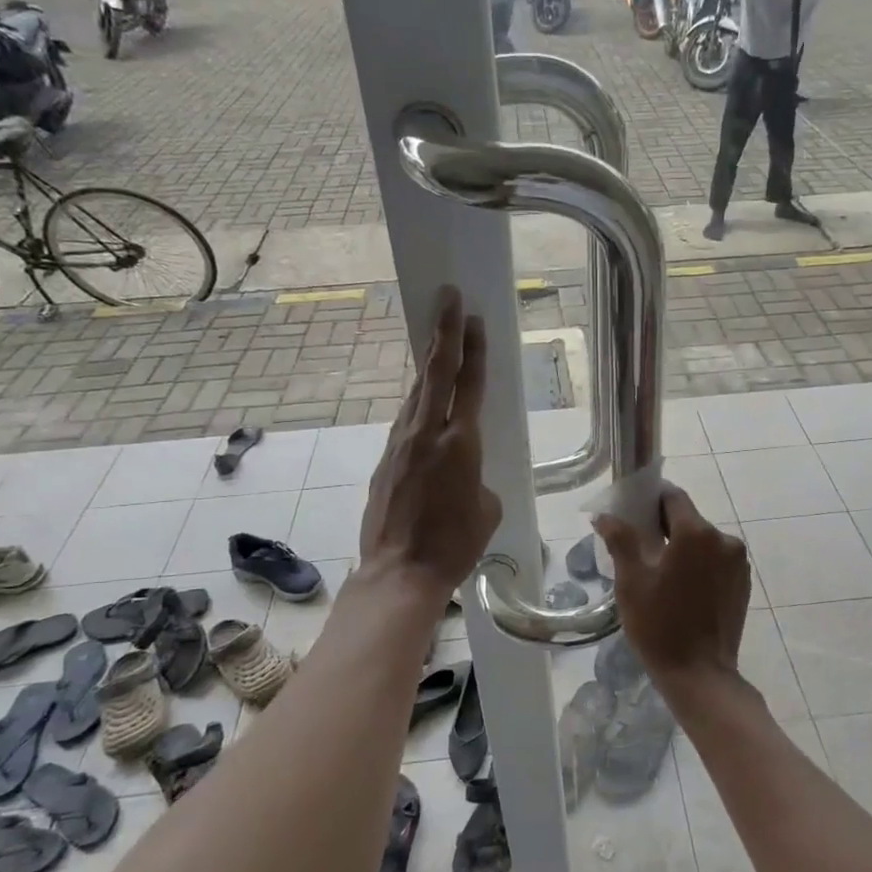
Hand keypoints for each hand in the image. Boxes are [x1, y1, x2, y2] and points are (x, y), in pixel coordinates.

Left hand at [358, 286, 501, 605]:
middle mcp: (426, 434)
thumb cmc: (454, 545)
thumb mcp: (486, 510)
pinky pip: (405, 422)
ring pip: (416, 395)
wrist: (399, 573)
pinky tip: (423, 406)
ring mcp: (399, 445)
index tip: (472, 316)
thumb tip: (466, 479)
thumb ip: (479, 481)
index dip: (473, 348)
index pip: (469, 384)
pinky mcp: (384, 462)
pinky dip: (417, 405)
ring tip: (437, 343)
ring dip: (429, 366)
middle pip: (435, 373)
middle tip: (447, 299)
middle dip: (443, 333)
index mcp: (460, 443)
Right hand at [593, 488, 750, 700]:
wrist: (699, 675)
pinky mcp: (743, 583)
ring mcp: (738, 563)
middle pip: (689, 520)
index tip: (633, 512)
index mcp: (696, 533)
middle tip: (640, 547)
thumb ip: (620, 540)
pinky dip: (700, 565)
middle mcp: (724, 540)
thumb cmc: (659, 625)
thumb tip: (604, 515)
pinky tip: (683, 588)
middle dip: (664, 527)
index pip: (673, 497)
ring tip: (661, 573)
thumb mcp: (631, 581)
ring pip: (703, 541)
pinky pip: (717, 561)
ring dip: (683, 548)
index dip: (651, 500)